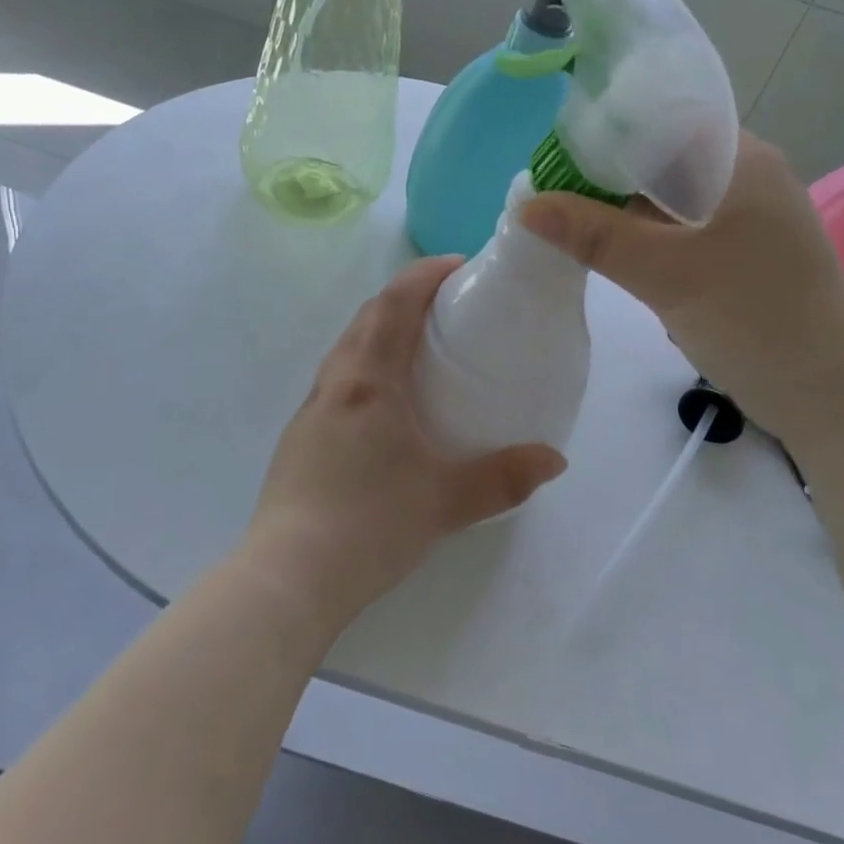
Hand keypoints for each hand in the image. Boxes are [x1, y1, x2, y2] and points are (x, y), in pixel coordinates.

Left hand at [243, 257, 565, 629]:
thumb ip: (504, 478)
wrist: (288, 577)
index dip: (425, 275)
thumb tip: (555, 460)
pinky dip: (365, 366)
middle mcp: (334, 383)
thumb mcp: (446, 501)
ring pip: (347, 348)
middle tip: (445, 306)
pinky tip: (385, 406)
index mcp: (367, 380)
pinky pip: (337, 380)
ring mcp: (310, 410)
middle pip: (366, 318)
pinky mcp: (300, 439)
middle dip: (404, 298)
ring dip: (380, 330)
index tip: (458, 266)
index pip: (394, 304)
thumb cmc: (369, 524)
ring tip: (418, 348)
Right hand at [519, 130, 843, 435]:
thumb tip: (524, 206)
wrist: (832, 397)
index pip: (662, 119)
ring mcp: (742, 219)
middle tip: (548, 193)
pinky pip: (678, 230)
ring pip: (666, 198)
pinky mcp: (737, 255)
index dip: (605, 131)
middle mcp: (743, 177)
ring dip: (620, 209)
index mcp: (740, 159)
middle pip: (660, 159)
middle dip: (605, 175)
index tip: (553, 156)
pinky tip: (604, 250)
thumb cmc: (757, 319)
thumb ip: (595, 235)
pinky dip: (641, 237)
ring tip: (563, 219)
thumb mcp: (668, 274)